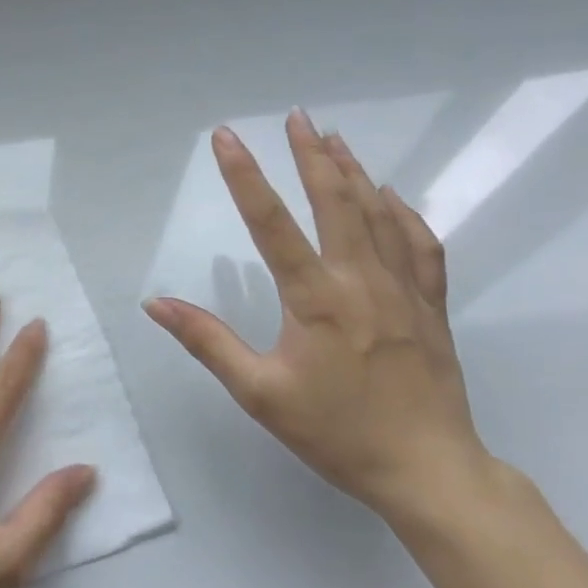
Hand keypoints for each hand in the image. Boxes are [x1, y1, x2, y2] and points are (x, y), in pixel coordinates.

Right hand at [144, 109, 488, 519]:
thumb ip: (208, 342)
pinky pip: (420, 245)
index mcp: (316, 299)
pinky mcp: (432, 305)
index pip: (271, 223)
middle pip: (335, 201)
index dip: (244, 176)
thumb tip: (156, 304)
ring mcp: (403, 289)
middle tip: (295, 116)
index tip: (226, 137)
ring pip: (378, 214)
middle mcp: (361, 281)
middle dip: (311, 155)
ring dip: (353, 172)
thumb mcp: (259, 393)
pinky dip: (403, 213)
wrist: (429, 471)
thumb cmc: (336, 433)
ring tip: (332, 139)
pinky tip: (391, 196)